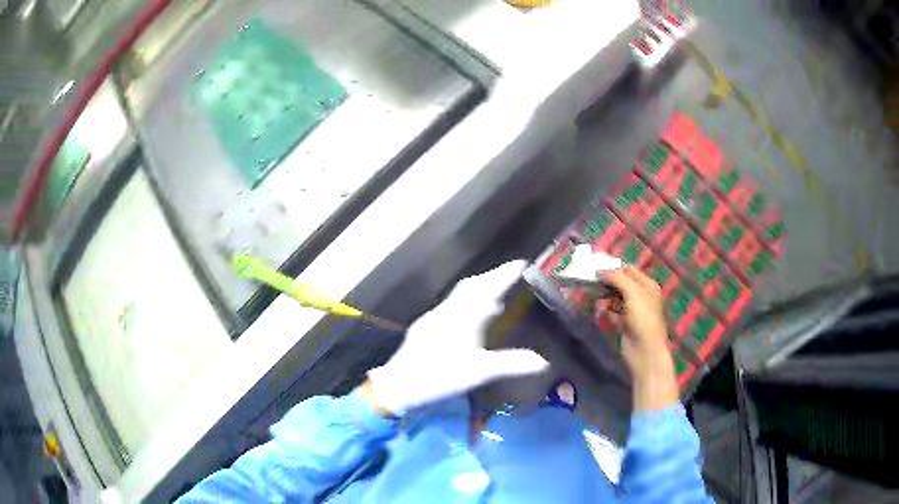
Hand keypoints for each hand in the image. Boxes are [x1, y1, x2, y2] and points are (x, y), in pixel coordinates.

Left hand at [366, 261, 549, 415]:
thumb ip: (511, 364)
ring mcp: (433, 318)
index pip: (486, 287)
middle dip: (491, 280)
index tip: (521, 263)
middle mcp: (447, 311)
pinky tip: (470, 321)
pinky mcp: (424, 328)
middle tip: (510, 278)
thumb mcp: (479, 371)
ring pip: (459, 298)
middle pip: (471, 287)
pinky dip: (465, 307)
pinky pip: (450, 309)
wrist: (398, 385)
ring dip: (478, 293)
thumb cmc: (440, 375)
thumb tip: (542, 361)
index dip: (504, 274)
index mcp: (461, 316)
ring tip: (496, 300)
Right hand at [602, 267, 678, 410]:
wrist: (645, 351)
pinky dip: (606, 312)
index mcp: (647, 286)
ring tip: (600, 305)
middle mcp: (641, 296)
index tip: (598, 270)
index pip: (629, 270)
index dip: (614, 269)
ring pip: (614, 298)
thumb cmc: (643, 318)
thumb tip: (602, 271)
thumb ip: (618, 278)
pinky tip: (601, 314)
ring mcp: (632, 311)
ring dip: (605, 299)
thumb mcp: (633, 293)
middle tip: (594, 286)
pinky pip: (612, 313)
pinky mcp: (624, 324)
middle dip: (607, 285)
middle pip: (620, 284)